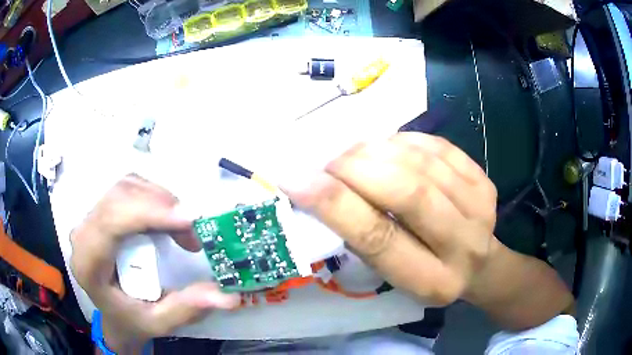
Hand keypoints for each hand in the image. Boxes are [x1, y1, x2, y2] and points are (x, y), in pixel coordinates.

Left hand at [70, 175, 238, 352]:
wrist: (113, 313)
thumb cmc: (130, 320)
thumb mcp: (159, 323)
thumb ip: (187, 309)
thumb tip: (228, 296)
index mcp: (89, 264)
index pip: (110, 222)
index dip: (147, 213)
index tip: (188, 220)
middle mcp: (84, 233)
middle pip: (119, 197)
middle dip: (160, 206)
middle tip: (192, 229)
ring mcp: (91, 218)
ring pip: (125, 187)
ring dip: (159, 200)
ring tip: (183, 228)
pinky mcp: (103, 211)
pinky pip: (129, 189)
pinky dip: (153, 197)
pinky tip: (167, 219)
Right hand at [285, 133, 496, 305]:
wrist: (480, 264)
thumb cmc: (427, 274)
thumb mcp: (393, 275)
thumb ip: (366, 237)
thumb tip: (324, 188)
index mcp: (431, 280)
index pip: (379, 238)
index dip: (335, 204)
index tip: (296, 179)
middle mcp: (463, 244)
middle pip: (407, 192)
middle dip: (357, 168)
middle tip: (329, 162)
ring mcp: (480, 206)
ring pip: (422, 163)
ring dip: (378, 150)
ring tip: (355, 154)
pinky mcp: (484, 180)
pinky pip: (438, 147)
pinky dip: (405, 141)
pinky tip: (389, 148)